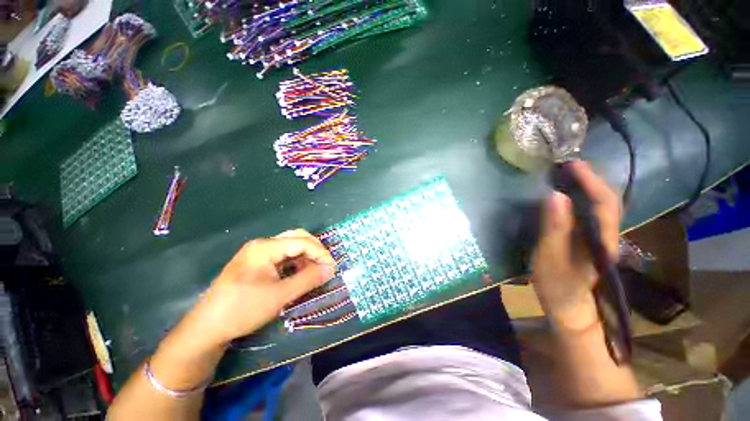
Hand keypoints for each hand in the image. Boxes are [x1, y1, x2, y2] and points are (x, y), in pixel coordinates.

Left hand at [190, 229, 335, 346]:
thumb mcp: (280, 295)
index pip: (302, 242)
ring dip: (306, 256)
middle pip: (296, 238)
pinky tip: (299, 274)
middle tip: (325, 265)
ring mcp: (258, 253)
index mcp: (265, 247)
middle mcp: (262, 245)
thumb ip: (308, 279)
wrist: (207, 328)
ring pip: (290, 246)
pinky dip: (295, 263)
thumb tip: (331, 269)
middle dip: (315, 250)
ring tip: (314, 272)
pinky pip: (283, 256)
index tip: (332, 268)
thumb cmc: (243, 309)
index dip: (320, 253)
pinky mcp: (257, 263)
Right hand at [532, 162, 620, 331]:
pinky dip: (580, 199)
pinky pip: (589, 214)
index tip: (572, 164)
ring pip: (600, 206)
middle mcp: (607, 235)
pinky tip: (566, 196)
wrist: (570, 310)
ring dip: (587, 187)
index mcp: (602, 240)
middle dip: (591, 179)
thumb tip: (555, 195)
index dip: (592, 180)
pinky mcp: (590, 241)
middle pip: (607, 201)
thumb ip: (555, 228)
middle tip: (566, 166)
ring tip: (566, 175)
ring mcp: (600, 238)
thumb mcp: (551, 258)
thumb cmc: (559, 286)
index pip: (605, 203)